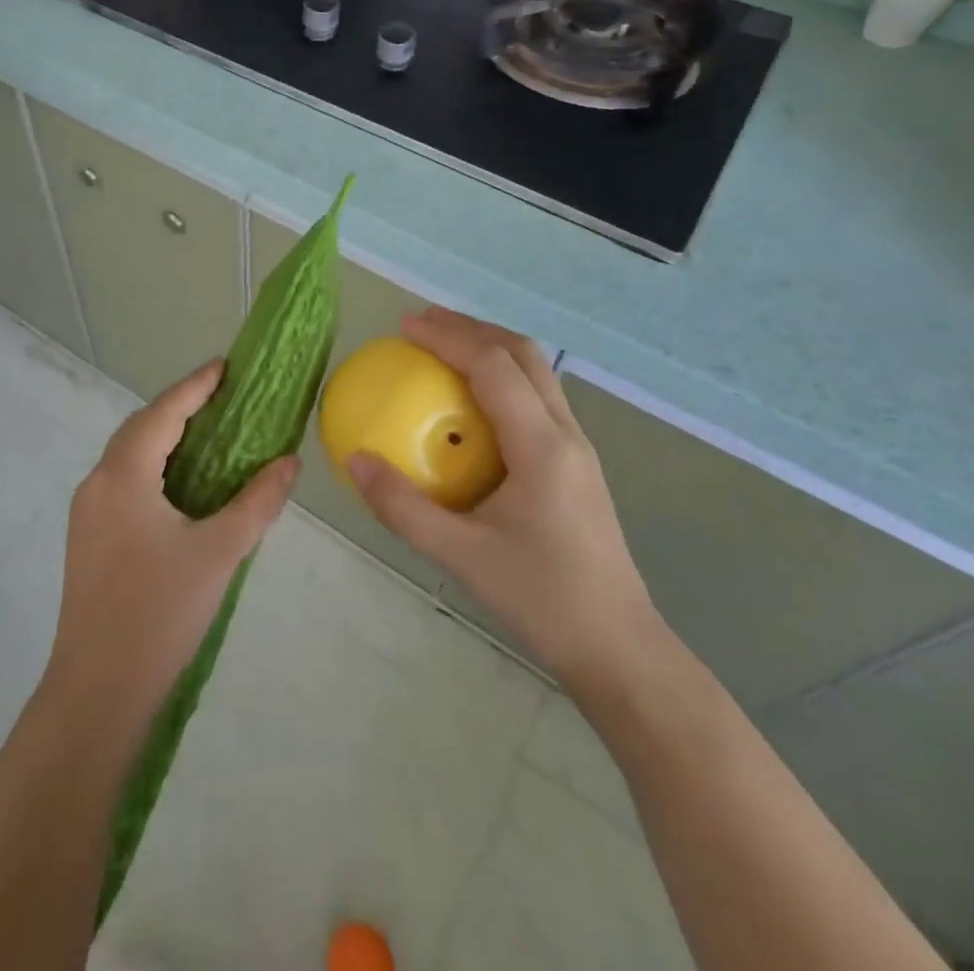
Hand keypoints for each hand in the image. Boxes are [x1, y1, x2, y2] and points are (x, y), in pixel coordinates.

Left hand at [45, 360, 298, 724]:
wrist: (96, 692)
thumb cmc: (159, 614)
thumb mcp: (219, 554)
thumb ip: (257, 503)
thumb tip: (289, 462)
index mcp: (123, 477)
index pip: (163, 413)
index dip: (195, 386)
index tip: (225, 365)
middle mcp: (97, 484)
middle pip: (140, 428)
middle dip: (179, 407)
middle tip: (223, 398)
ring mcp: (87, 513)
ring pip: (129, 456)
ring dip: (165, 438)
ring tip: (209, 434)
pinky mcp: (88, 539)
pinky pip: (124, 482)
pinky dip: (154, 467)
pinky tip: (182, 485)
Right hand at [347, 308, 660, 695]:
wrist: (619, 647)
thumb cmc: (542, 599)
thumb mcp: (460, 557)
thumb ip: (402, 507)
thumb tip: (354, 459)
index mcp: (542, 446)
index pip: (494, 366)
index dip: (449, 336)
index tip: (405, 327)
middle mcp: (566, 433)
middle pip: (522, 353)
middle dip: (471, 327)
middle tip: (422, 325)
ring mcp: (577, 447)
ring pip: (536, 372)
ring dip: (490, 347)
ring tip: (444, 348)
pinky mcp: (576, 463)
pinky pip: (536, 398)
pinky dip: (501, 378)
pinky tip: (471, 404)